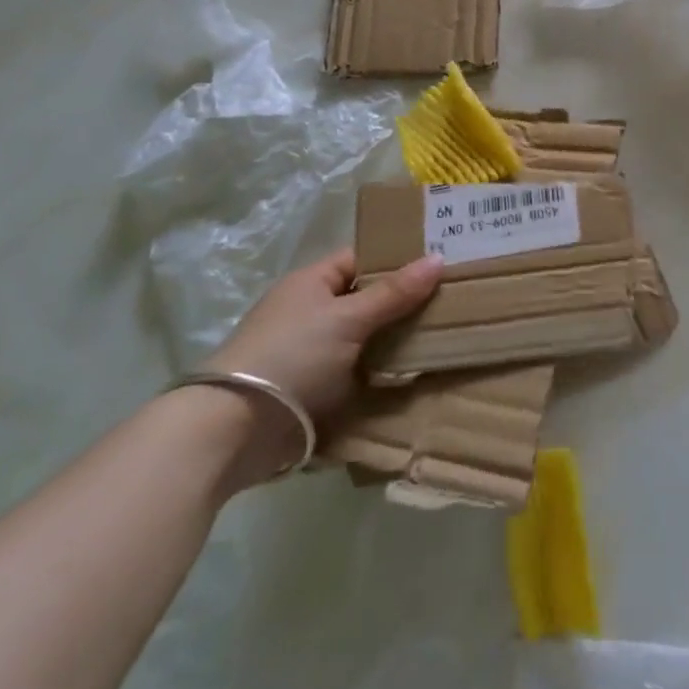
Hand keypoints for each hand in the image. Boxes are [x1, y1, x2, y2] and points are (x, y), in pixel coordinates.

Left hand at [204, 247, 442, 468]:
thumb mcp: (348, 318)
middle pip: (367, 299)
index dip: (399, 258)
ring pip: (367, 338)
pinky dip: (382, 373)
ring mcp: (312, 351)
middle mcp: (311, 311)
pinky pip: (359, 371)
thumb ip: (393, 292)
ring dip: (397, 341)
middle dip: (405, 302)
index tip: (441, 262)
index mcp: (312, 282)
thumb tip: (438, 258)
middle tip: (454, 301)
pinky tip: (416, 375)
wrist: (235, 430)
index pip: (362, 258)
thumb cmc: (292, 356)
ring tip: (447, 336)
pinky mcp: (314, 388)